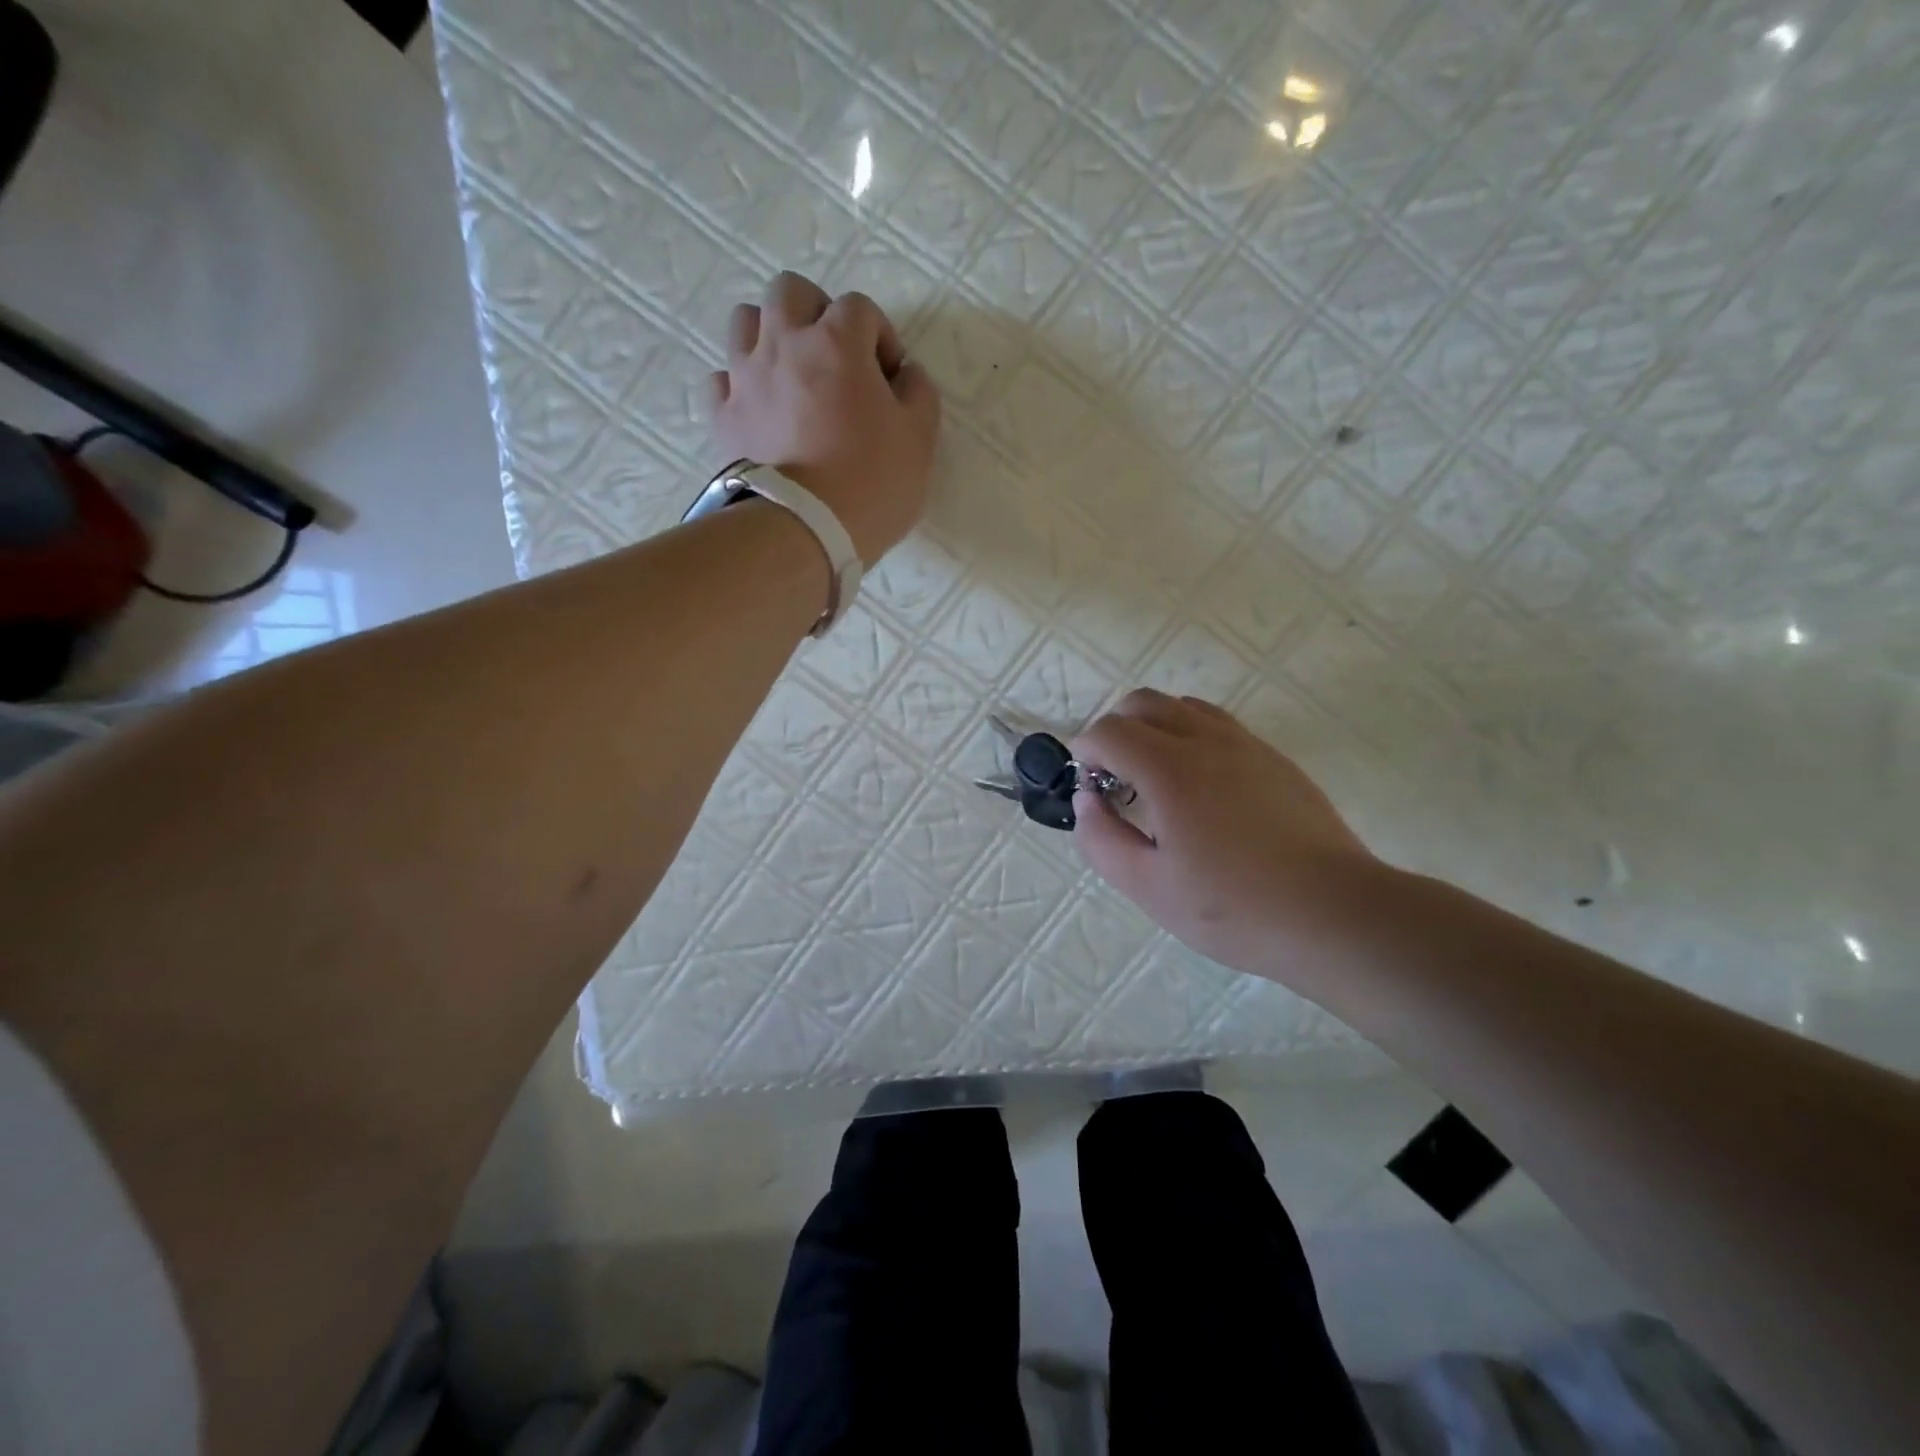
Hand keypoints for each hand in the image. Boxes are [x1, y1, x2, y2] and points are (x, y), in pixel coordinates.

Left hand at [709, 272, 940, 565]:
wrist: (805, 530)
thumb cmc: (872, 484)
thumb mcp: (919, 439)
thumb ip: (919, 393)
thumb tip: (906, 374)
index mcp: (837, 343)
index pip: (860, 308)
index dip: (880, 336)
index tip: (889, 377)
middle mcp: (784, 345)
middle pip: (791, 292)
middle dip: (817, 313)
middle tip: (836, 357)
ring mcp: (745, 378)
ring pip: (745, 321)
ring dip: (771, 335)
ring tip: (791, 374)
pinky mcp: (723, 416)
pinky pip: (722, 379)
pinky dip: (740, 385)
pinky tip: (760, 409)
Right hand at [1071, 690, 1386, 982]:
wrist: (1335, 912)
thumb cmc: (1235, 907)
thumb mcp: (1149, 888)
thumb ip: (1102, 840)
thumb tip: (1086, 801)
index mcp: (1170, 769)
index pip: (1109, 731)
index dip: (1086, 752)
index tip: (1089, 787)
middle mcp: (1207, 741)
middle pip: (1144, 702)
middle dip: (1116, 729)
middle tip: (1115, 777)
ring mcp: (1247, 745)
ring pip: (1184, 707)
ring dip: (1155, 728)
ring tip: (1157, 779)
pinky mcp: (1275, 759)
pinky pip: (1219, 725)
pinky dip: (1191, 737)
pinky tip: (1201, 789)